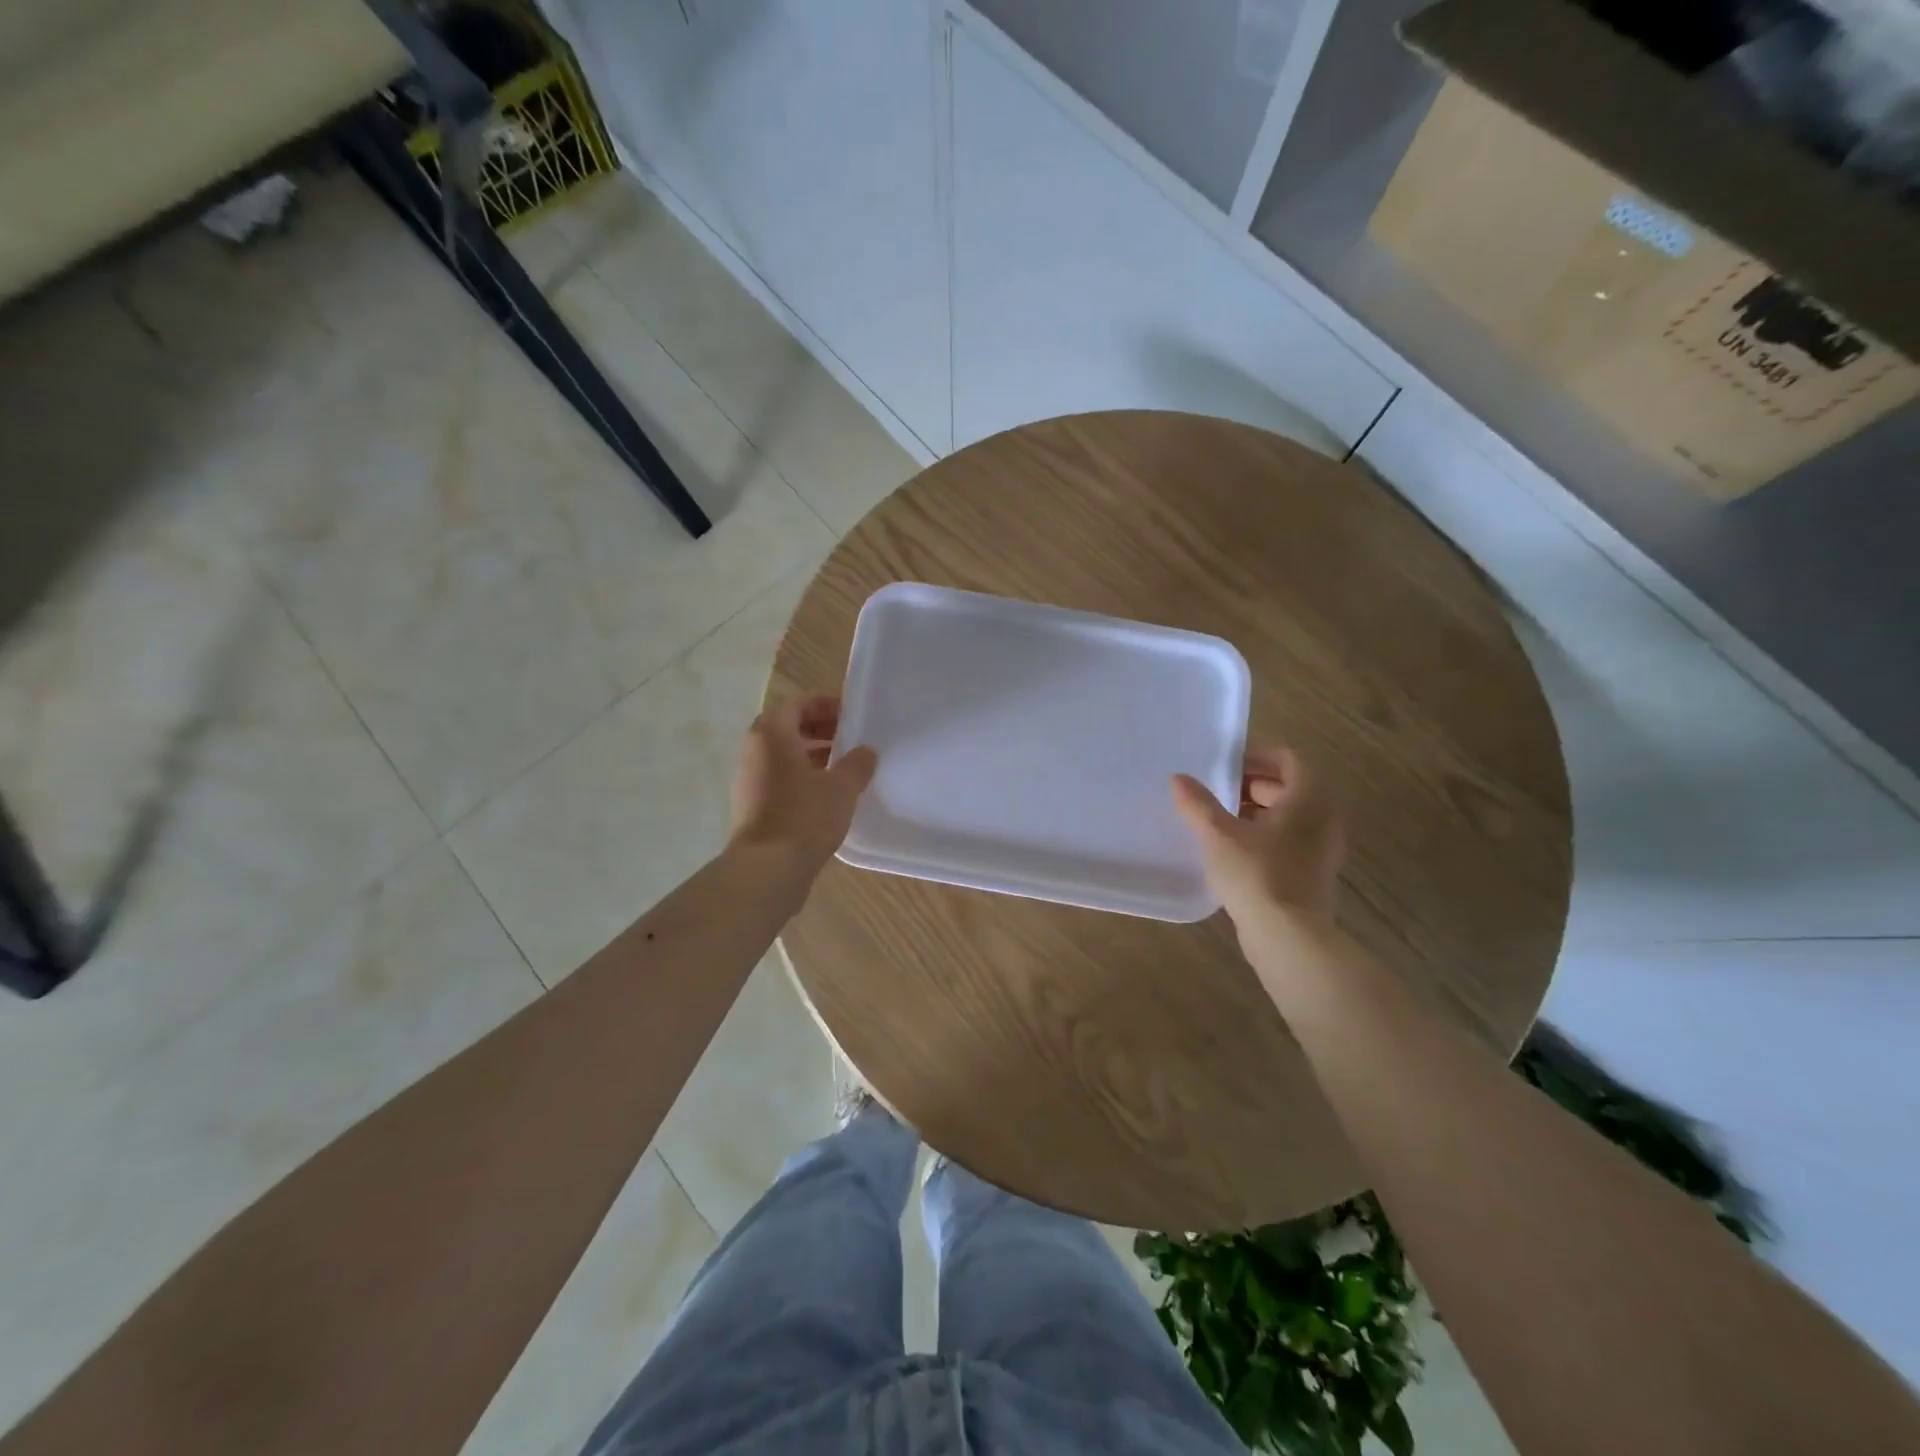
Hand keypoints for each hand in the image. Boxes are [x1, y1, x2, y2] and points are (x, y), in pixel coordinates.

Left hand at [730, 695, 877, 868]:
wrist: (768, 868)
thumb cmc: (805, 816)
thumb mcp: (842, 787)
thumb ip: (857, 764)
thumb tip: (866, 752)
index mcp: (771, 734)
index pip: (797, 704)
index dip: (826, 705)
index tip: (852, 715)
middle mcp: (753, 750)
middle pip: (787, 728)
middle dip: (819, 729)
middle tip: (849, 739)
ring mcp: (747, 779)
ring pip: (782, 755)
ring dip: (811, 755)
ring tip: (843, 767)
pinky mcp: (750, 804)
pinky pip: (777, 777)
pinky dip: (800, 776)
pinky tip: (826, 794)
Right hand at [1170, 748, 1344, 929]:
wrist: (1288, 937)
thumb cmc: (1256, 874)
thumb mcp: (1218, 834)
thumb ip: (1197, 804)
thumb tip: (1179, 779)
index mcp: (1309, 798)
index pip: (1289, 760)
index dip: (1257, 757)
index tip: (1225, 766)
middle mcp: (1323, 818)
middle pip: (1290, 787)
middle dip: (1252, 784)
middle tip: (1217, 792)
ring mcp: (1322, 848)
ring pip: (1290, 816)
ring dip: (1257, 811)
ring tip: (1220, 821)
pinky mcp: (1314, 873)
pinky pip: (1290, 840)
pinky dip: (1265, 835)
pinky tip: (1233, 850)